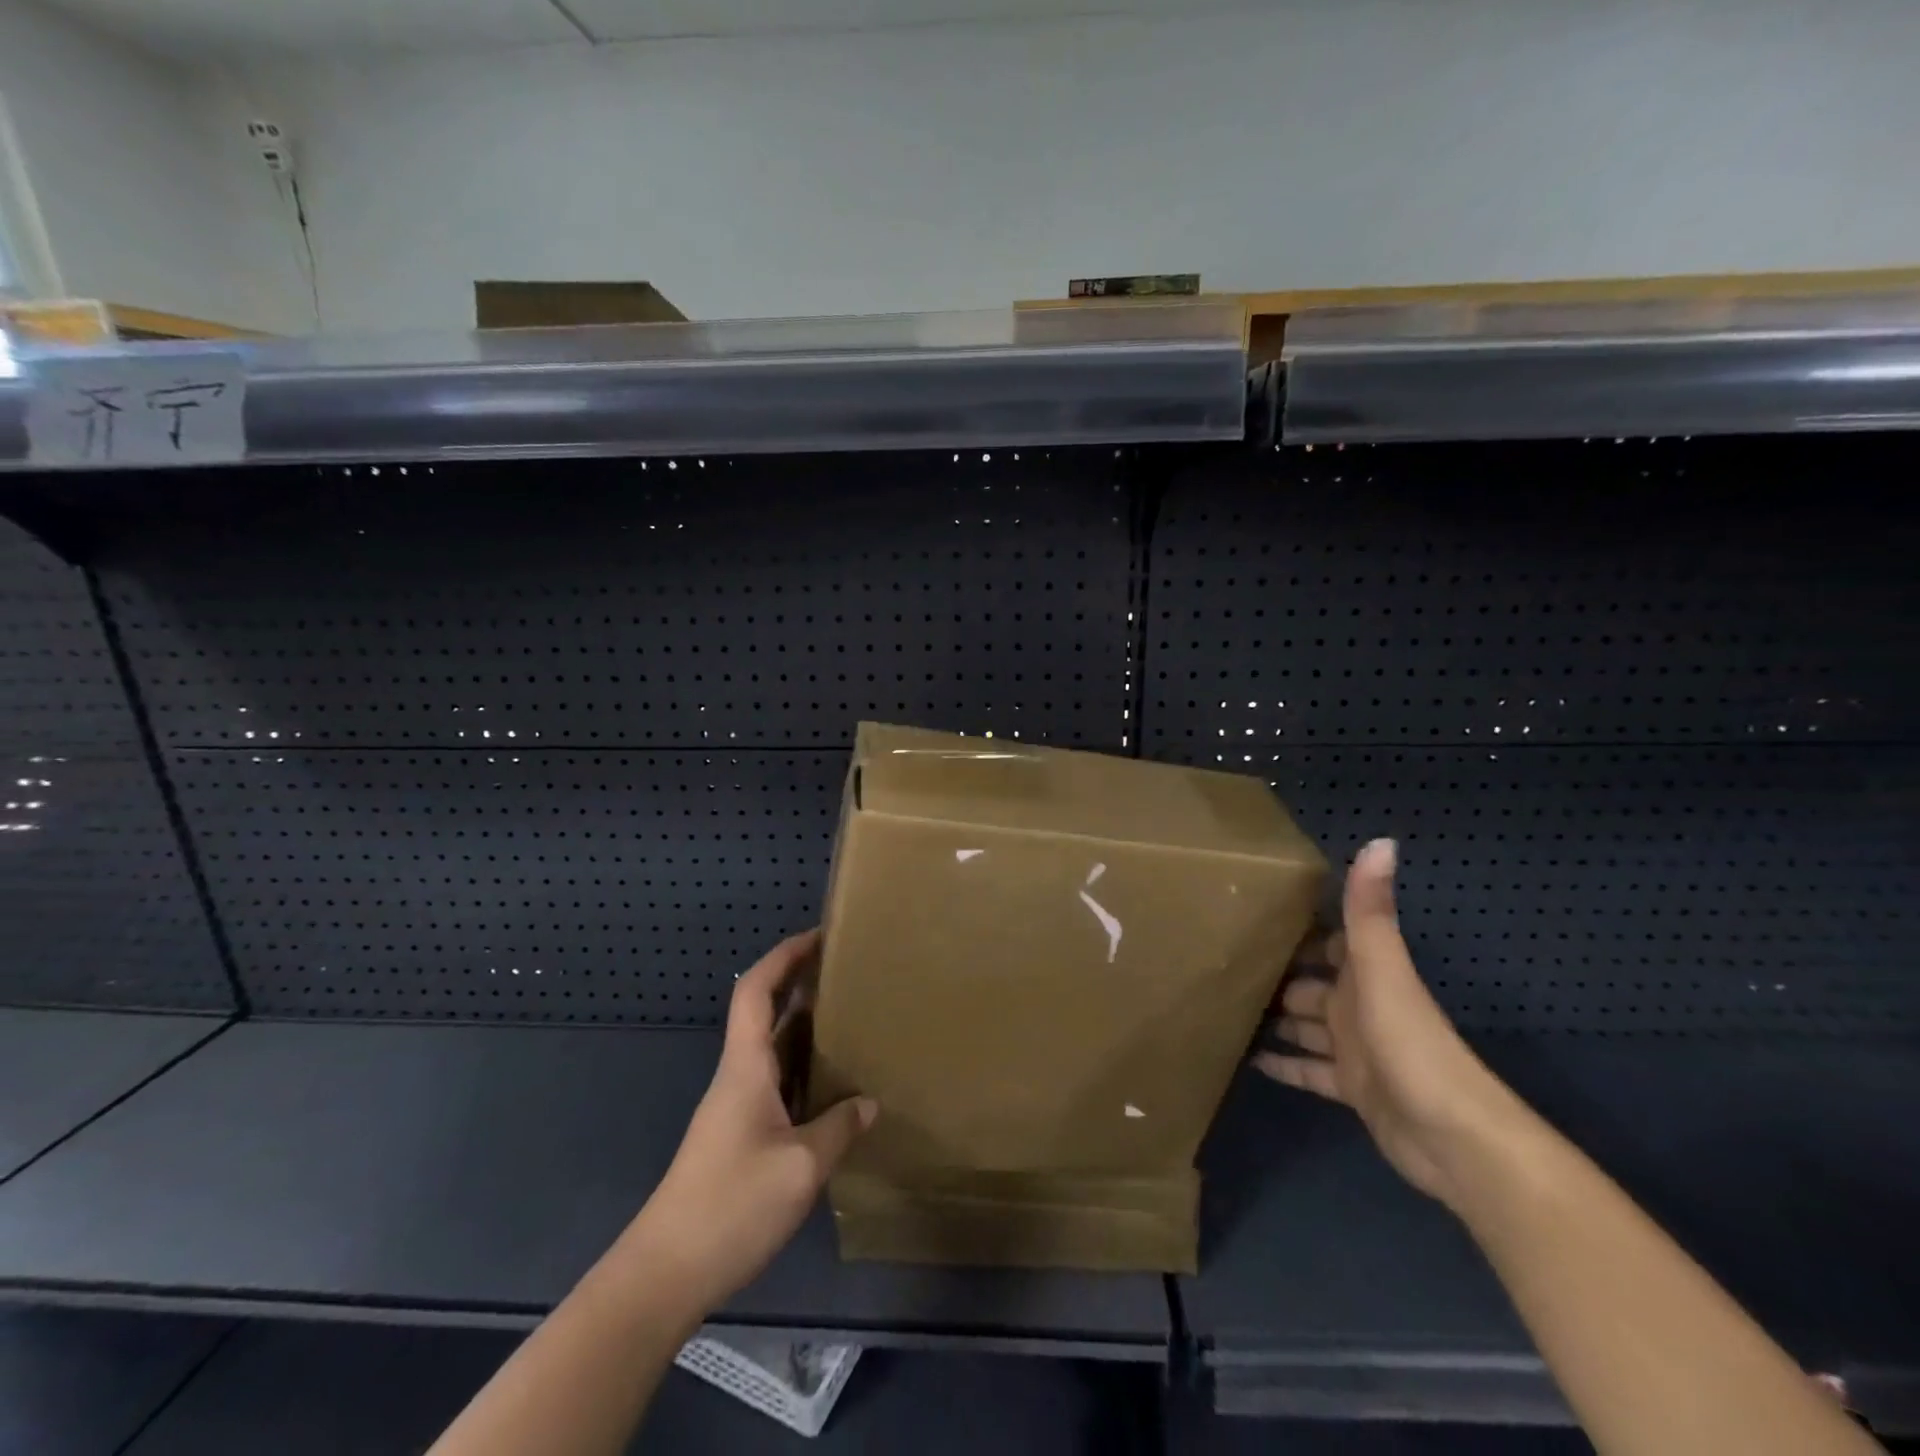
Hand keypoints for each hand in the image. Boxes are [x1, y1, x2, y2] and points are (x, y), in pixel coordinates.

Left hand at [620, 930, 877, 1311]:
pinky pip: (774, 1084)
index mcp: (746, 1067)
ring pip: (771, 1050)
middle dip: (799, 983)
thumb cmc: (731, 1206)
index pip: (757, 990)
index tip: (818, 937)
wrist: (664, 1274)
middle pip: (764, 1012)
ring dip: (803, 1027)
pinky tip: (831, 1086)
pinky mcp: (737, 1137)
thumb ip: (838, 1128)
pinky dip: (802, 1069)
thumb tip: (868, 1103)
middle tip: (846, 973)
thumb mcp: (800, 1167)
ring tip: (849, 1020)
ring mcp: (735, 1108)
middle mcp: (738, 1077)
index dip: (783, 956)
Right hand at [1254, 839, 1522, 1208]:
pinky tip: (1249, 1058)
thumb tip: (1381, 841)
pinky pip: (1308, 1071)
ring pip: (1307, 1028)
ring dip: (1276, 1020)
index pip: (1332, 942)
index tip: (1257, 915)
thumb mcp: (1384, 970)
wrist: (1453, 1139)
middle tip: (1225, 967)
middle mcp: (1360, 1007)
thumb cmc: (1410, 1044)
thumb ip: (1370, 913)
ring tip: (1227, 1008)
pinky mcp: (1351, 1089)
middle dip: (1277, 976)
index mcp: (1367, 976)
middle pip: (1312, 986)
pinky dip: (1284, 1064)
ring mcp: (1356, 1050)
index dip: (1301, 930)